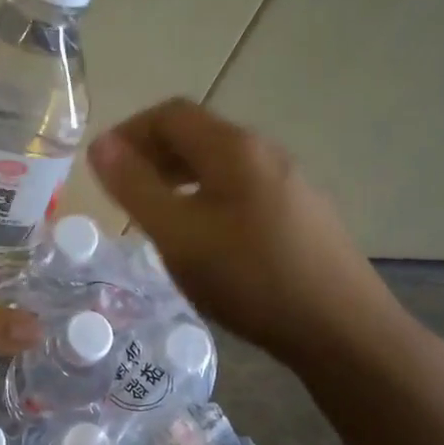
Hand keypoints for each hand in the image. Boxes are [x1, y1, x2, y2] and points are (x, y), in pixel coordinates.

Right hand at [87, 98, 402, 367]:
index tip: (102, 166)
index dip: (129, 131)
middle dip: (151, 153)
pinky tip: (204, 238)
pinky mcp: (303, 213)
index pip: (170, 113)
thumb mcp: (177, 234)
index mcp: (233, 148)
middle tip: (122, 191)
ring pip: (220, 164)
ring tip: (155, 213)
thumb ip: (135, 187)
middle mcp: (265, 152)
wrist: (343, 331)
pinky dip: (206, 196)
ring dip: (178, 176)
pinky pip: (241, 188)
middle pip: (197, 134)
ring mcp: (290, 182)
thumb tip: (100, 145)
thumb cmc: (249, 278)